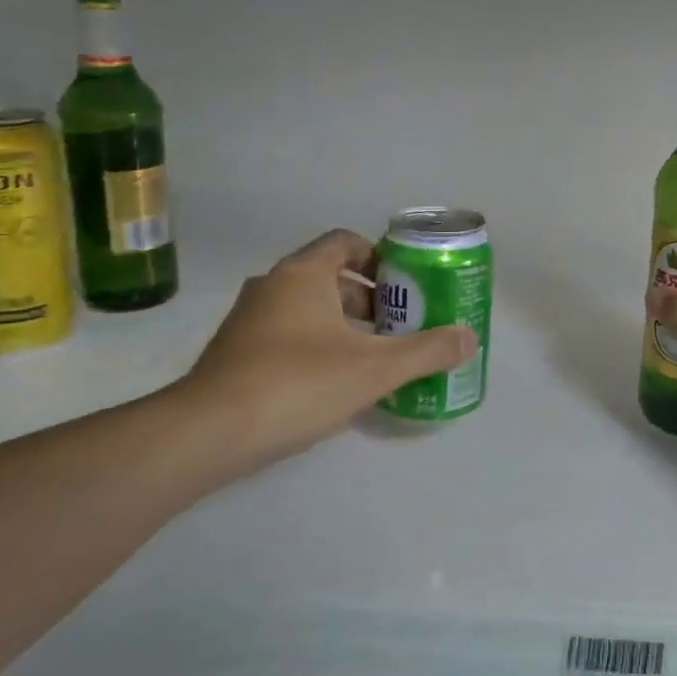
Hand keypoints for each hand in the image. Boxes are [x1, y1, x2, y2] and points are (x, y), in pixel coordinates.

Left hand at [165, 229, 476, 483]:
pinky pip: (286, 334)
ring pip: (307, 308)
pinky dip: (315, 345)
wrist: (206, 434)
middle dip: (368, 297)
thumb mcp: (374, 368)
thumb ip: (427, 351)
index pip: (345, 242)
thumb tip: (470, 338)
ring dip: (343, 324)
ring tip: (374, 356)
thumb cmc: (297, 383)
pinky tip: (334, 382)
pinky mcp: (234, 353)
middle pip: (329, 276)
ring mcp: (248, 320)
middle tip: (400, 325)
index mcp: (303, 274)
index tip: (405, 284)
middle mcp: (272, 286)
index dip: (380, 257)